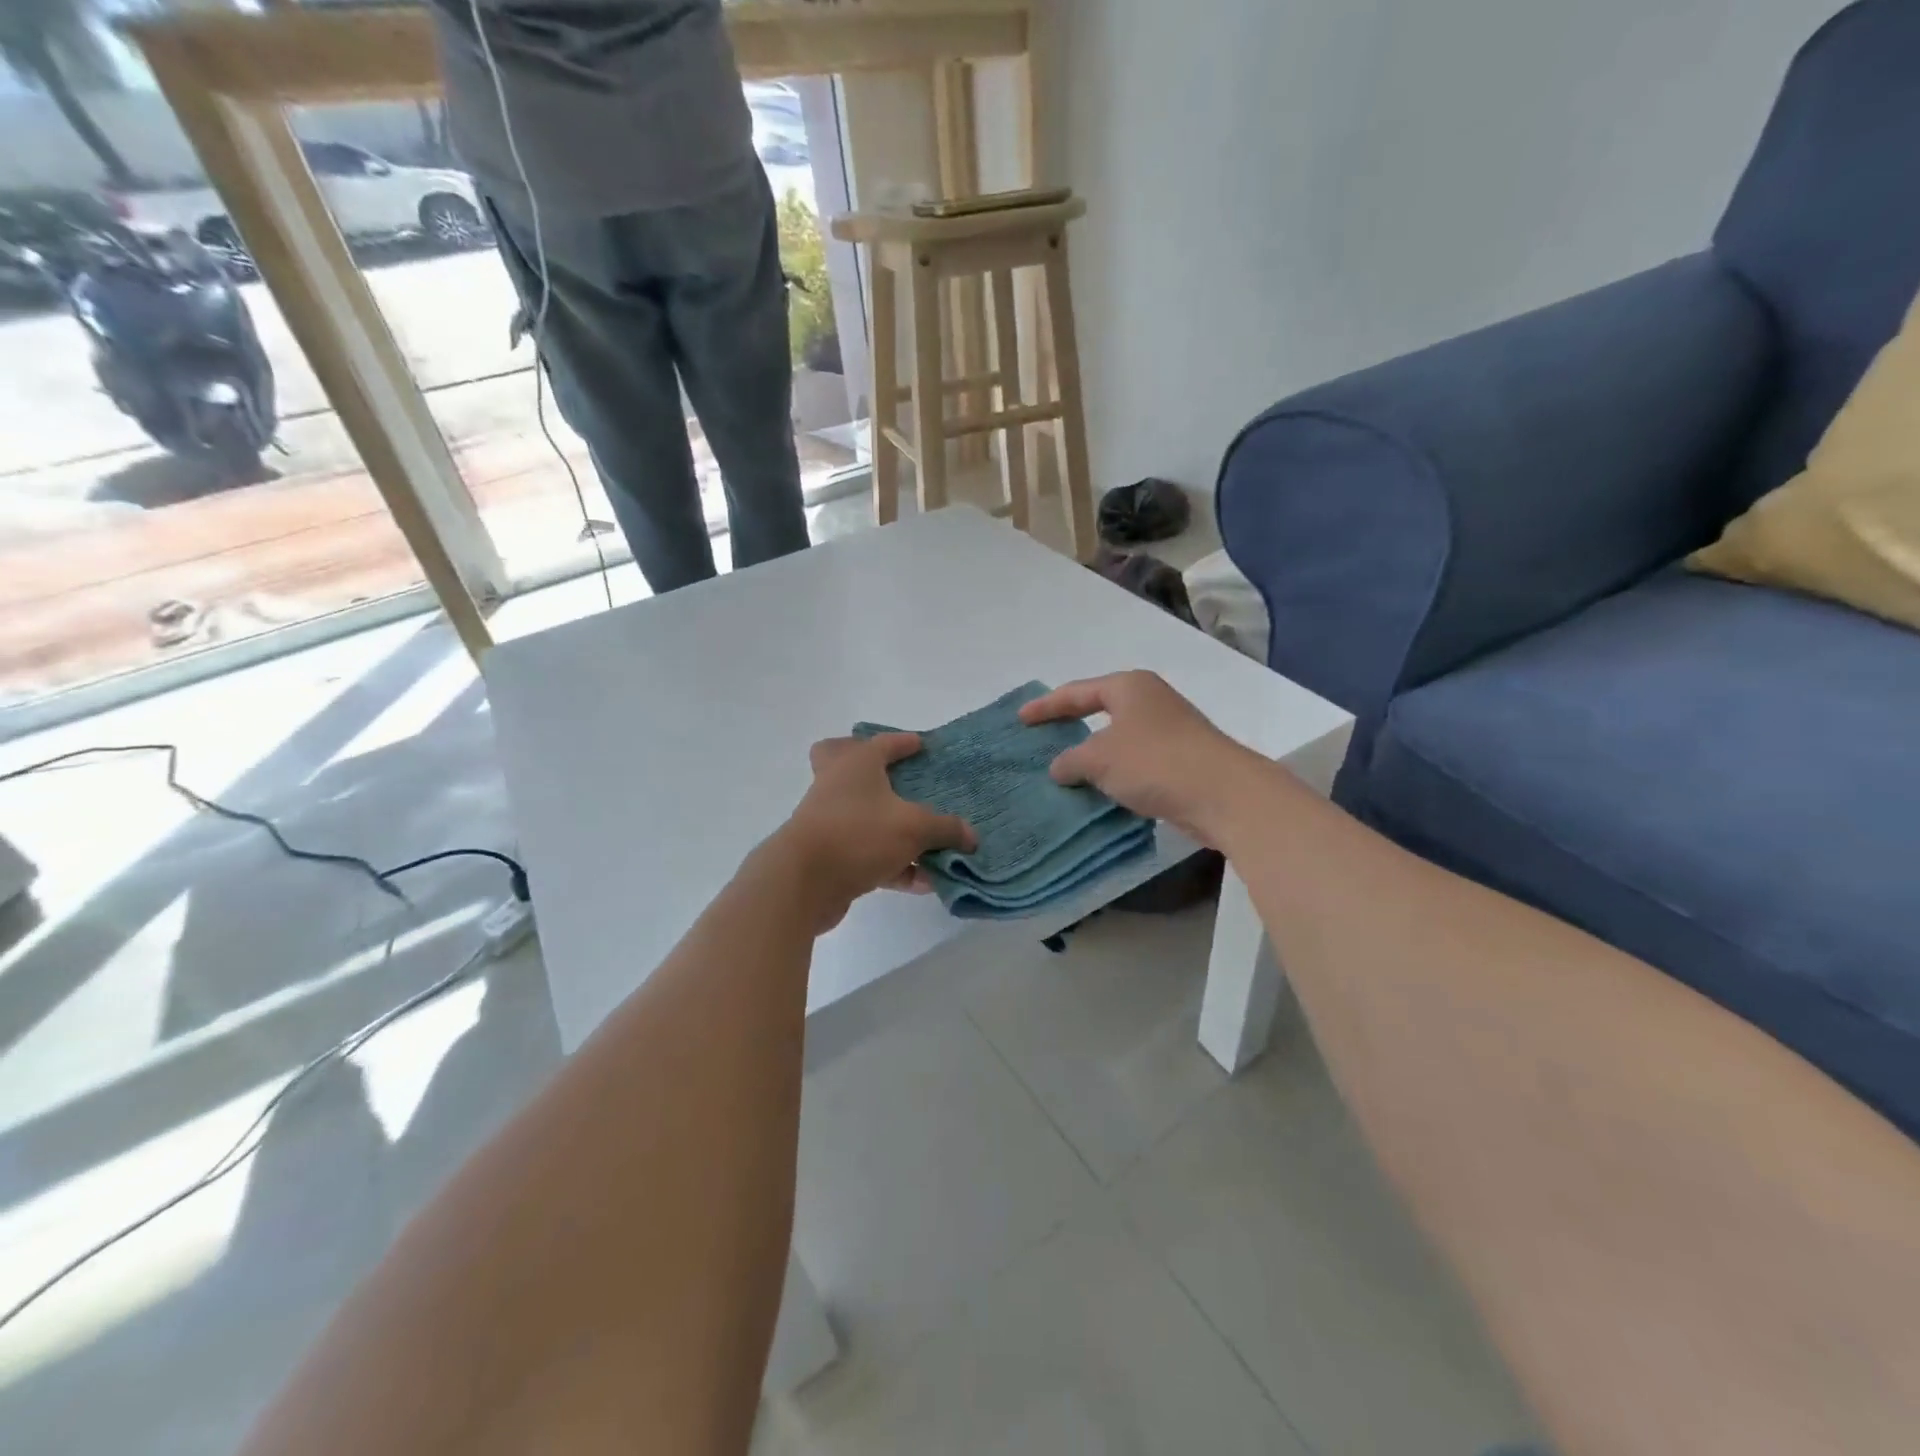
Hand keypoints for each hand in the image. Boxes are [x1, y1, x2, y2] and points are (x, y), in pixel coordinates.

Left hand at [773, 733, 976, 930]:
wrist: (803, 882)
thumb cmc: (859, 834)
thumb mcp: (914, 828)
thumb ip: (946, 829)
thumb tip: (971, 836)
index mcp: (856, 764)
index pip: (882, 743)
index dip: (903, 742)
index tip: (922, 744)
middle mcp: (838, 786)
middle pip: (842, 762)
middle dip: (870, 769)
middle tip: (896, 777)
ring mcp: (830, 821)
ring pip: (864, 816)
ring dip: (896, 830)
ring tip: (932, 845)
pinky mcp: (830, 856)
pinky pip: (868, 854)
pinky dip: (894, 864)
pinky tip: (923, 881)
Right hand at [1019, 671, 1260, 845]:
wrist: (1222, 793)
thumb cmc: (1153, 762)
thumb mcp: (1099, 759)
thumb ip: (1070, 760)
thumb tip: (1059, 768)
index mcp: (1128, 687)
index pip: (1076, 692)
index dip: (1045, 706)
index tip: (1020, 719)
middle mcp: (1149, 701)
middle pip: (1099, 710)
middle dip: (1070, 725)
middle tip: (1041, 737)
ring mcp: (1169, 730)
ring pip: (1118, 738)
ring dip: (1093, 754)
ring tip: (1065, 769)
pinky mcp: (1180, 760)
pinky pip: (1134, 762)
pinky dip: (1114, 772)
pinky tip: (1099, 789)